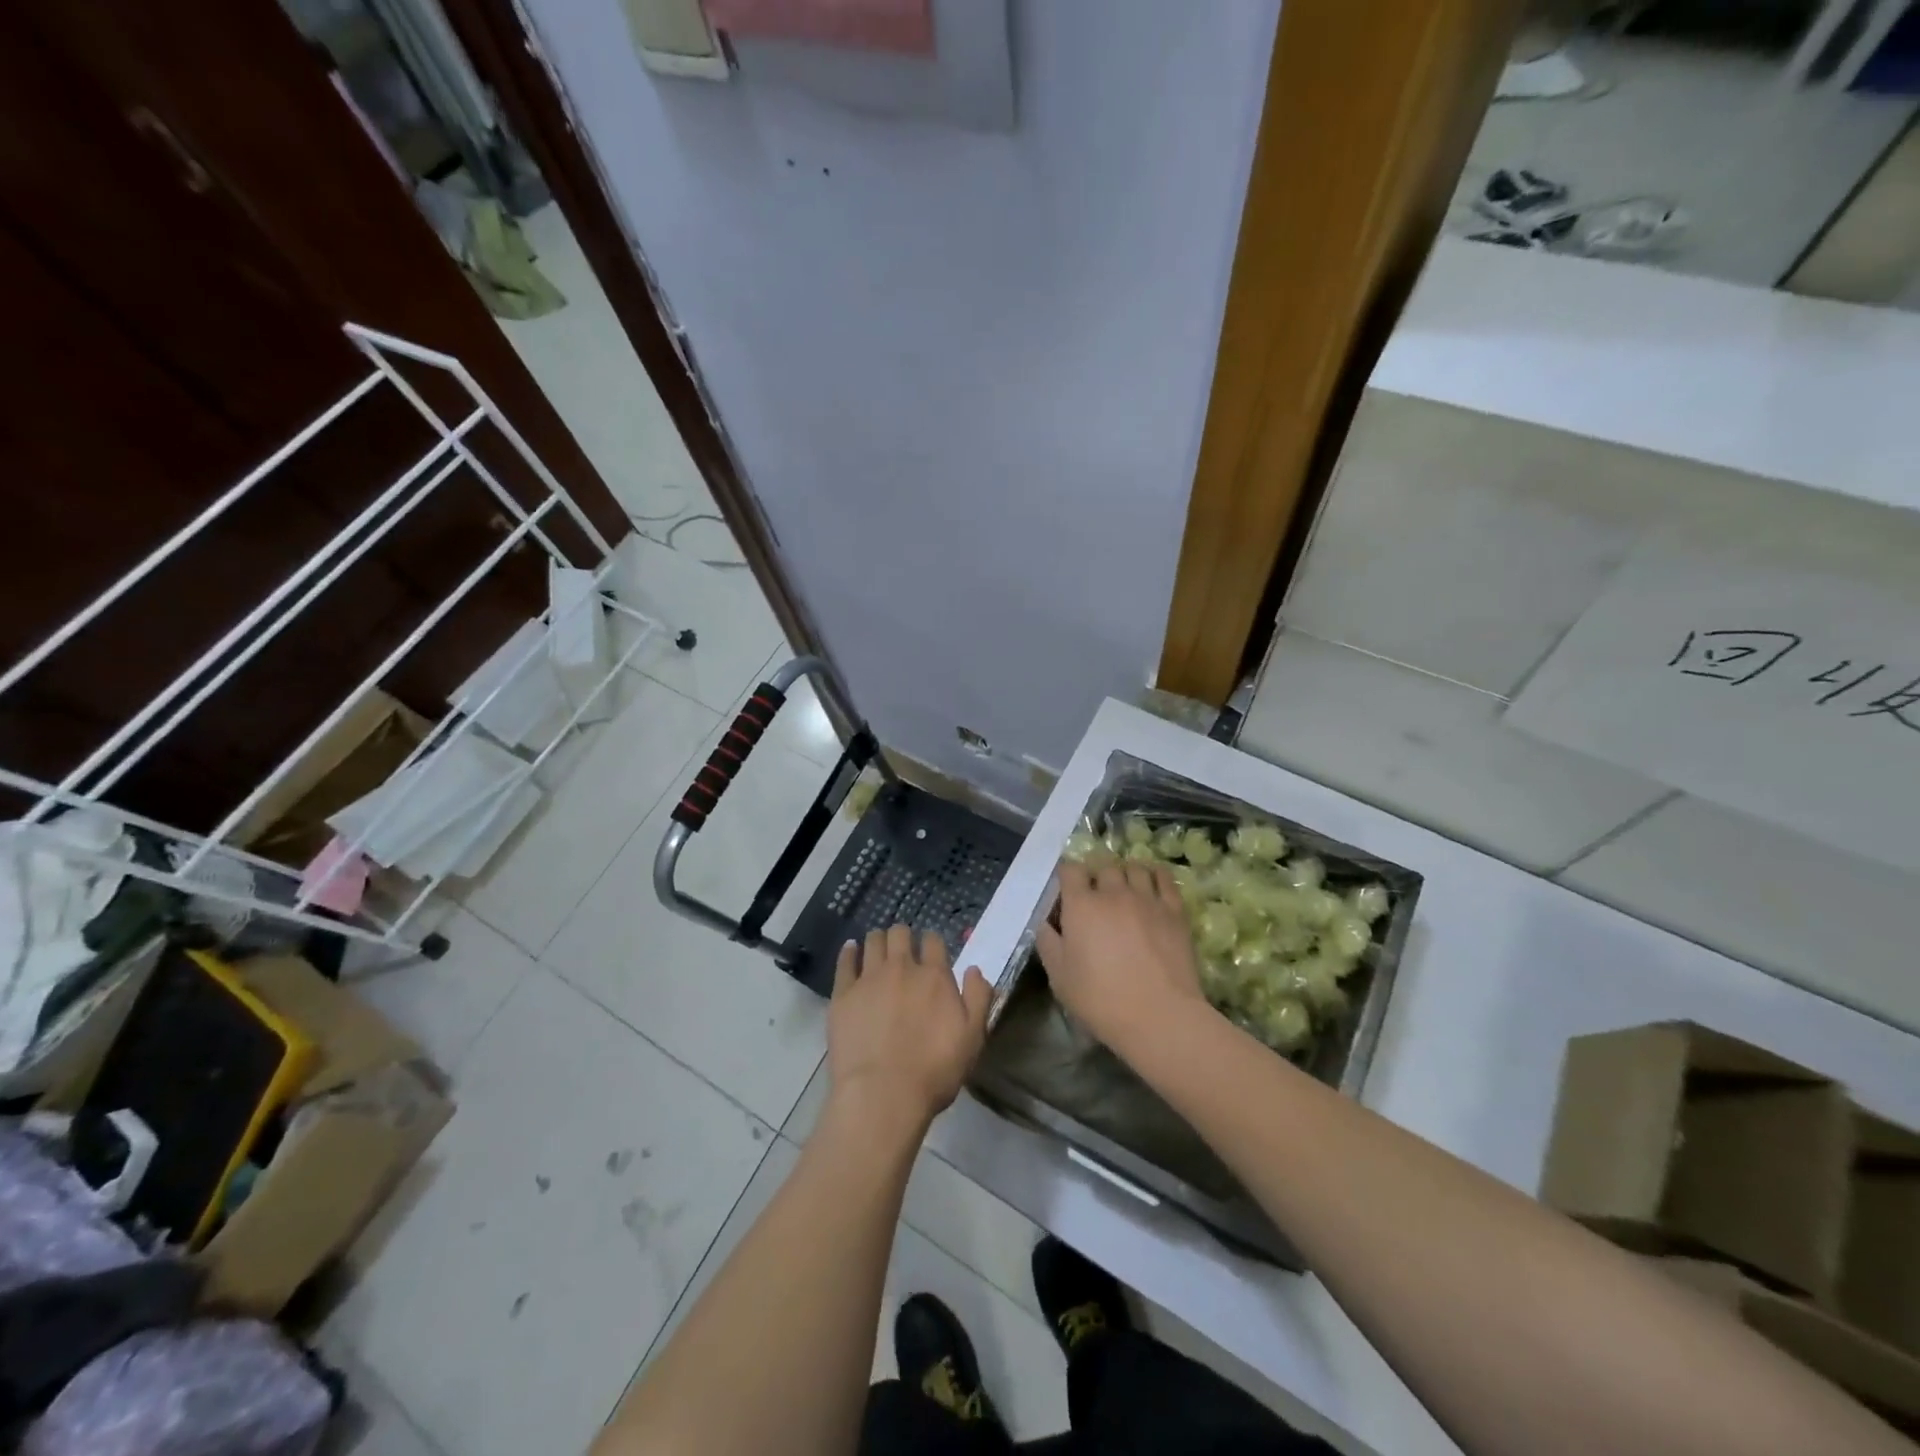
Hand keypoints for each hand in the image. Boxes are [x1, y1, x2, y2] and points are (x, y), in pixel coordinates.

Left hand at [828, 925, 992, 1131]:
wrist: (883, 1094)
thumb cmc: (934, 1071)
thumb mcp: (972, 1038)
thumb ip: (978, 998)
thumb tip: (974, 969)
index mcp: (934, 976)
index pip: (933, 941)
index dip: (931, 942)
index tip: (929, 951)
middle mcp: (901, 968)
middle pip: (900, 933)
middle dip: (902, 936)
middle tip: (902, 950)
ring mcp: (869, 978)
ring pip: (873, 941)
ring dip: (878, 940)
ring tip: (878, 949)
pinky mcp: (843, 994)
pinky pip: (845, 961)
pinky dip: (849, 952)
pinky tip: (851, 950)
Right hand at [1037, 860, 1210, 1059]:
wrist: (1159, 1016)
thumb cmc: (1101, 999)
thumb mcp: (1059, 977)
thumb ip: (1048, 942)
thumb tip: (1045, 922)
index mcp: (1081, 905)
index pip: (1070, 869)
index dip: (1067, 875)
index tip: (1067, 889)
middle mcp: (1113, 892)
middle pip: (1103, 866)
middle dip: (1097, 876)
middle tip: (1096, 895)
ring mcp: (1147, 898)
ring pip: (1134, 867)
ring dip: (1125, 874)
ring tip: (1124, 888)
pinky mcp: (1174, 911)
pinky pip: (1165, 878)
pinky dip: (1155, 874)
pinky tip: (1152, 883)